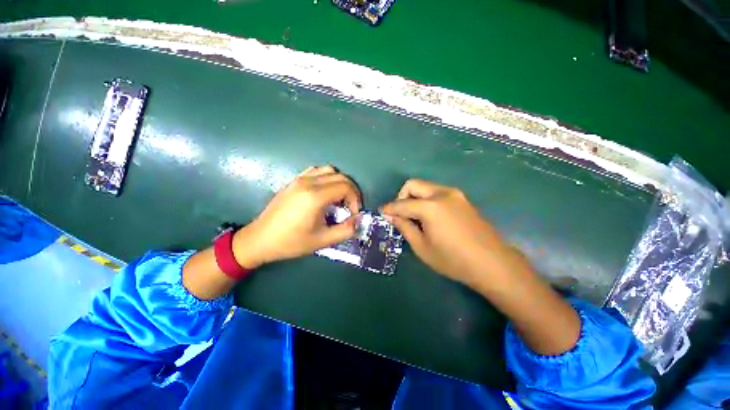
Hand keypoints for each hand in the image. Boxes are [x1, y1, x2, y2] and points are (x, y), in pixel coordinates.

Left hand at [232, 166, 360, 267]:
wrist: (260, 239)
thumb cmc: (291, 242)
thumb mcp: (322, 240)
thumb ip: (345, 230)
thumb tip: (360, 220)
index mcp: (316, 196)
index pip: (346, 187)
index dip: (355, 199)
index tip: (353, 214)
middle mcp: (309, 182)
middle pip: (341, 177)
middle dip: (351, 191)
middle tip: (351, 207)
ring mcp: (300, 179)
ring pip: (329, 170)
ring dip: (340, 182)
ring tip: (339, 199)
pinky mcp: (294, 181)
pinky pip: (316, 171)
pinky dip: (327, 177)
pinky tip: (325, 192)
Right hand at [381, 179, 523, 287]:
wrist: (492, 263)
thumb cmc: (453, 260)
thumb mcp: (422, 247)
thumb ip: (405, 227)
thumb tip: (391, 216)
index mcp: (430, 206)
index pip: (401, 204)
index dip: (389, 208)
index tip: (382, 213)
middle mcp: (442, 193)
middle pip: (413, 185)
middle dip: (401, 197)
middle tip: (400, 214)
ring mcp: (454, 194)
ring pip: (425, 187)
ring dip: (415, 198)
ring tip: (415, 217)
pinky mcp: (462, 199)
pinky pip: (437, 193)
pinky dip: (427, 200)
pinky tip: (430, 217)